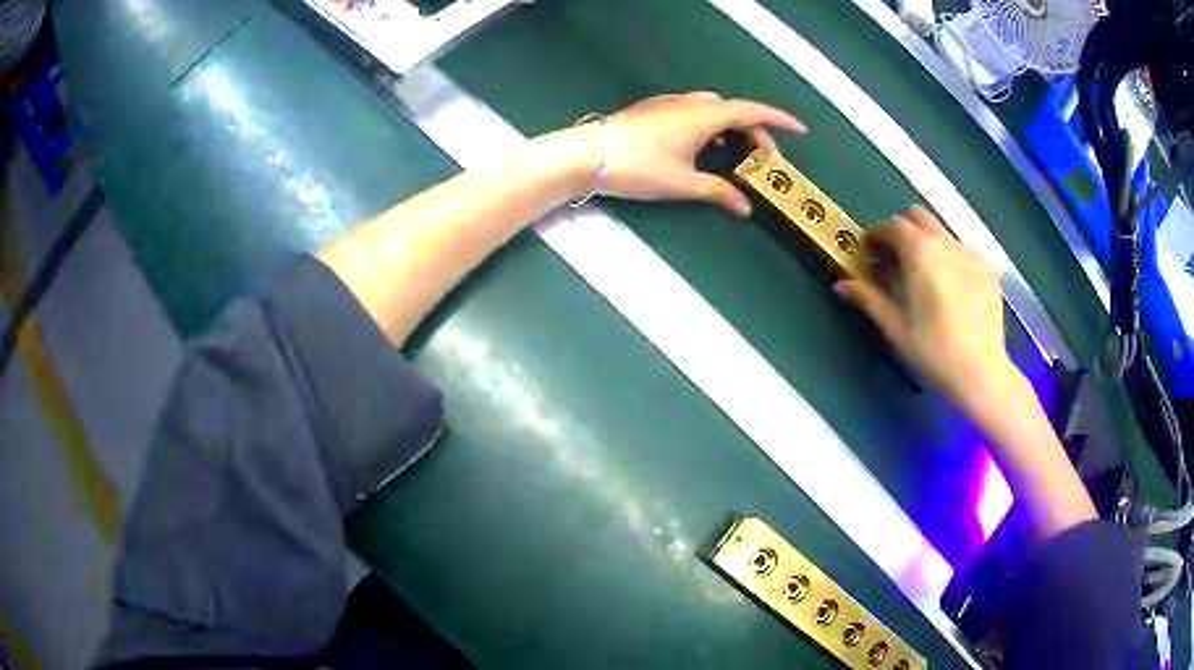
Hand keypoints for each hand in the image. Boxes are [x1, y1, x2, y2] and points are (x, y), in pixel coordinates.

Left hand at [578, 92, 804, 215]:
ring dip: (733, 128)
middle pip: (735, 111)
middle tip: (767, 160)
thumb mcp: (683, 183)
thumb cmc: (639, 167)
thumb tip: (745, 209)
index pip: (752, 111)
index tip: (800, 131)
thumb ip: (718, 192)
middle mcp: (691, 103)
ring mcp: (670, 104)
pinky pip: (695, 111)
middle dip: (757, 132)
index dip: (779, 120)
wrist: (586, 154)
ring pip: (714, 110)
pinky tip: (705, 145)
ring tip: (739, 154)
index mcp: (705, 116)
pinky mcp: (654, 110)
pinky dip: (712, 125)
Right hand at [834, 207, 1017, 410]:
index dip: (877, 235)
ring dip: (928, 242)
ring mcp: (971, 253)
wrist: (981, 371)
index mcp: (920, 251)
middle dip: (903, 231)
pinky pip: (964, 250)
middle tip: (896, 261)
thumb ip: (869, 299)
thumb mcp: (896, 327)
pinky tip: (953, 287)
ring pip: (942, 232)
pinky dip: (951, 257)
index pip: (892, 225)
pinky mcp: (989, 268)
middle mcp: (946, 241)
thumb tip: (841, 284)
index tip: (870, 254)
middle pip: (919, 217)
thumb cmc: (934, 350)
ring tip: (927, 276)